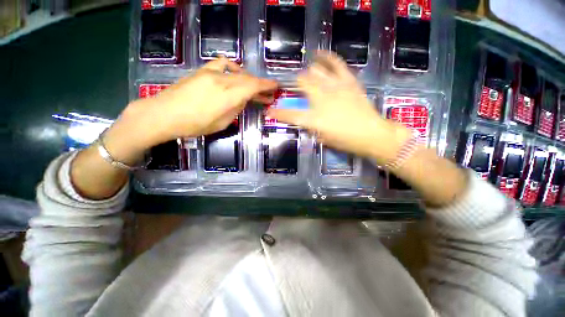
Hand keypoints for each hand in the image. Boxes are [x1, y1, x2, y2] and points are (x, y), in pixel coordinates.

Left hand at [71, 59, 276, 199]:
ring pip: (237, 72)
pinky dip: (233, 68)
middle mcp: (222, 80)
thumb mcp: (221, 123)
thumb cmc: (193, 125)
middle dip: (261, 85)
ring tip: (253, 88)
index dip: (267, 85)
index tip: (276, 86)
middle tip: (268, 94)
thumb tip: (243, 101)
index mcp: (228, 96)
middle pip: (248, 79)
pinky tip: (234, 74)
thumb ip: (235, 109)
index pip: (253, 86)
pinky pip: (222, 64)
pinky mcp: (202, 71)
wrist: (163, 114)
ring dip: (249, 79)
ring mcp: (210, 73)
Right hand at [267, 51, 410, 164]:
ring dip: (309, 72)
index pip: (289, 114)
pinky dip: (326, 58)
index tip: (270, 112)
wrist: (371, 134)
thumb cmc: (345, 141)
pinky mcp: (348, 82)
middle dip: (296, 84)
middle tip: (297, 88)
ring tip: (308, 74)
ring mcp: (335, 88)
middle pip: (302, 83)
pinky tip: (319, 55)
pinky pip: (336, 64)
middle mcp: (321, 100)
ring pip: (316, 70)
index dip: (277, 113)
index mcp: (313, 119)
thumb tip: (305, 118)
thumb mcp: (322, 138)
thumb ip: (310, 126)